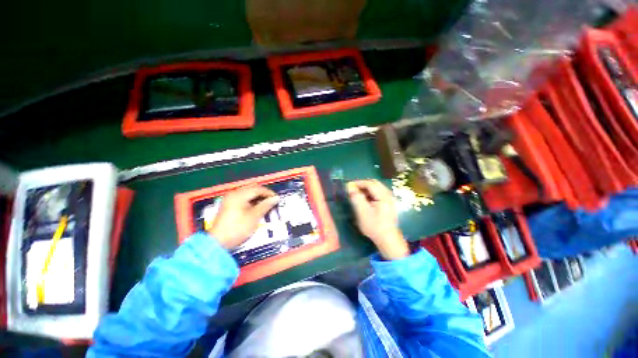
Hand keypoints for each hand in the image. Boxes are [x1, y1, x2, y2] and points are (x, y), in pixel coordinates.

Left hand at [208, 186, 278, 249]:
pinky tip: (256, 208)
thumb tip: (276, 198)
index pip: (258, 189)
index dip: (269, 193)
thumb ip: (266, 205)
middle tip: (272, 202)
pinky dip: (251, 202)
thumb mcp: (254, 216)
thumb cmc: (237, 228)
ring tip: (266, 206)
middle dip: (264, 195)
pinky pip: (243, 199)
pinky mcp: (228, 206)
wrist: (218, 243)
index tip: (277, 199)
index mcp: (239, 195)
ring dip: (258, 199)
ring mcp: (229, 200)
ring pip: (248, 195)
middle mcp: (233, 194)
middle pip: (252, 190)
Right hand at [347, 179, 408, 259]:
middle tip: (353, 190)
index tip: (349, 186)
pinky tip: (365, 200)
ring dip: (366, 189)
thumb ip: (356, 198)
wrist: (388, 240)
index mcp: (383, 196)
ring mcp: (390, 199)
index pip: (370, 183)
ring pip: (376, 188)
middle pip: (374, 183)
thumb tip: (350, 187)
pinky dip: (370, 194)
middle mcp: (388, 195)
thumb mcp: (362, 212)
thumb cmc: (374, 226)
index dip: (358, 183)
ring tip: (357, 195)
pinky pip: (378, 193)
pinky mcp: (389, 203)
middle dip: (362, 185)